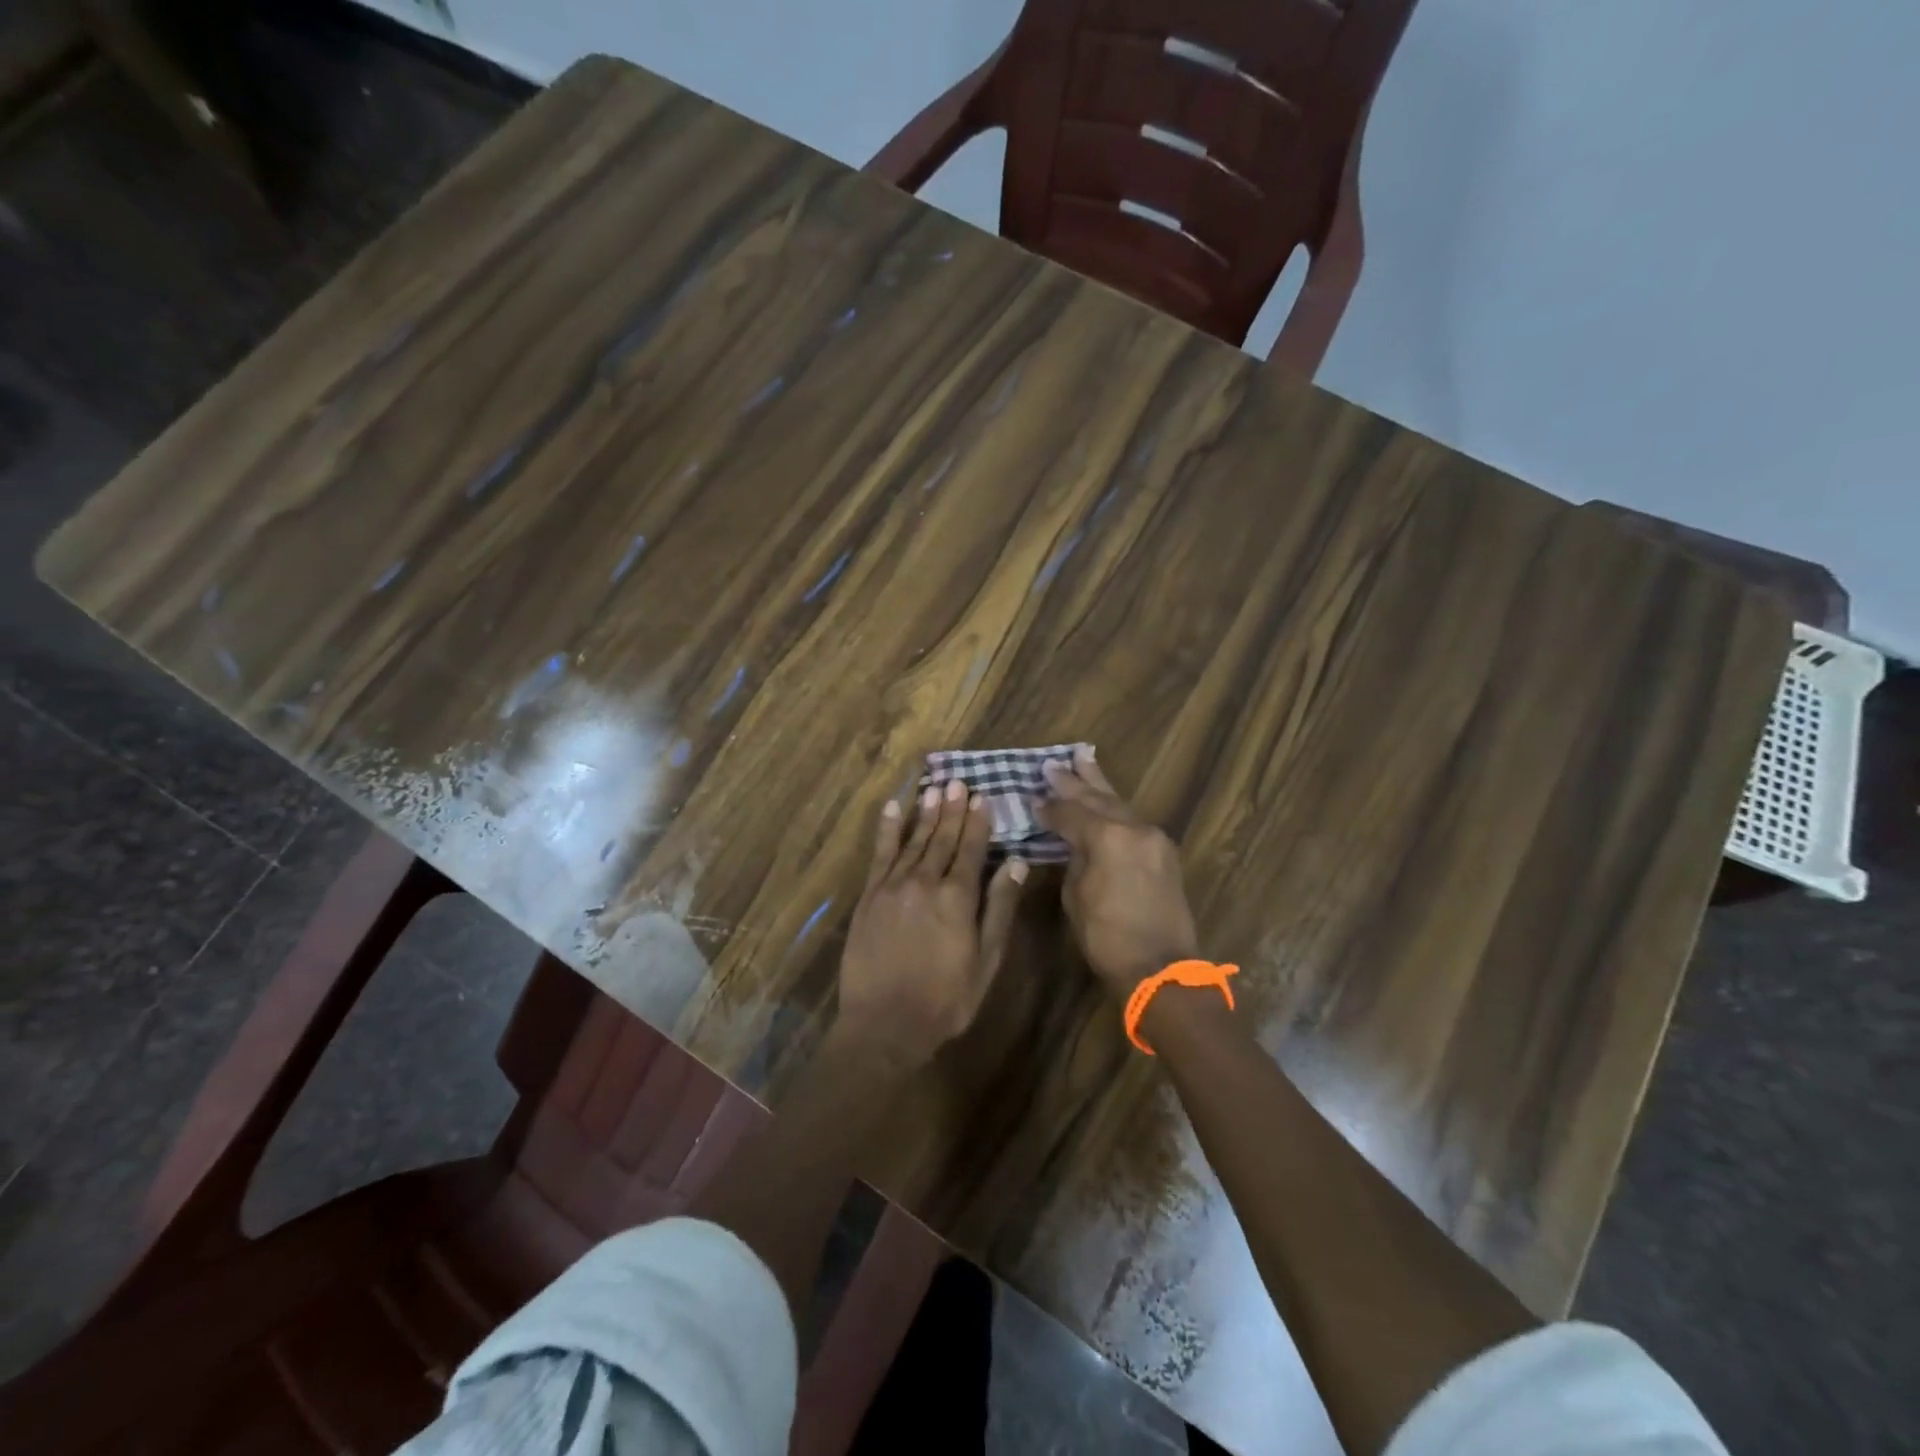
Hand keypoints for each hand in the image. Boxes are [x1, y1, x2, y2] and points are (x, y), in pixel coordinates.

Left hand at [836, 779, 1026, 1064]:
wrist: (885, 1024)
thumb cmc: (945, 999)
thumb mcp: (987, 960)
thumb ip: (1000, 908)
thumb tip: (1018, 863)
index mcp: (958, 898)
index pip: (971, 849)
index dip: (978, 822)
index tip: (982, 797)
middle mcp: (925, 882)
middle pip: (942, 838)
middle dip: (952, 809)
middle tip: (958, 781)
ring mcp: (893, 887)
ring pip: (913, 840)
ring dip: (925, 812)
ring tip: (934, 787)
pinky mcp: (869, 897)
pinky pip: (880, 855)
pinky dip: (887, 830)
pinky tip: (893, 809)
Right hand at [1036, 747, 1199, 1000]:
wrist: (1161, 967)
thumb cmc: (1107, 937)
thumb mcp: (1077, 896)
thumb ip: (1074, 858)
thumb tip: (1072, 841)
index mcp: (1107, 837)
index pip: (1070, 812)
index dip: (1048, 808)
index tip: (1031, 799)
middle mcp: (1133, 827)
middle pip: (1097, 797)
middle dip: (1074, 780)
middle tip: (1053, 762)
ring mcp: (1153, 837)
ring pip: (1119, 803)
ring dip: (1099, 784)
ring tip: (1083, 757)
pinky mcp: (1163, 851)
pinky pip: (1133, 820)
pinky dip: (1115, 807)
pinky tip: (1105, 799)